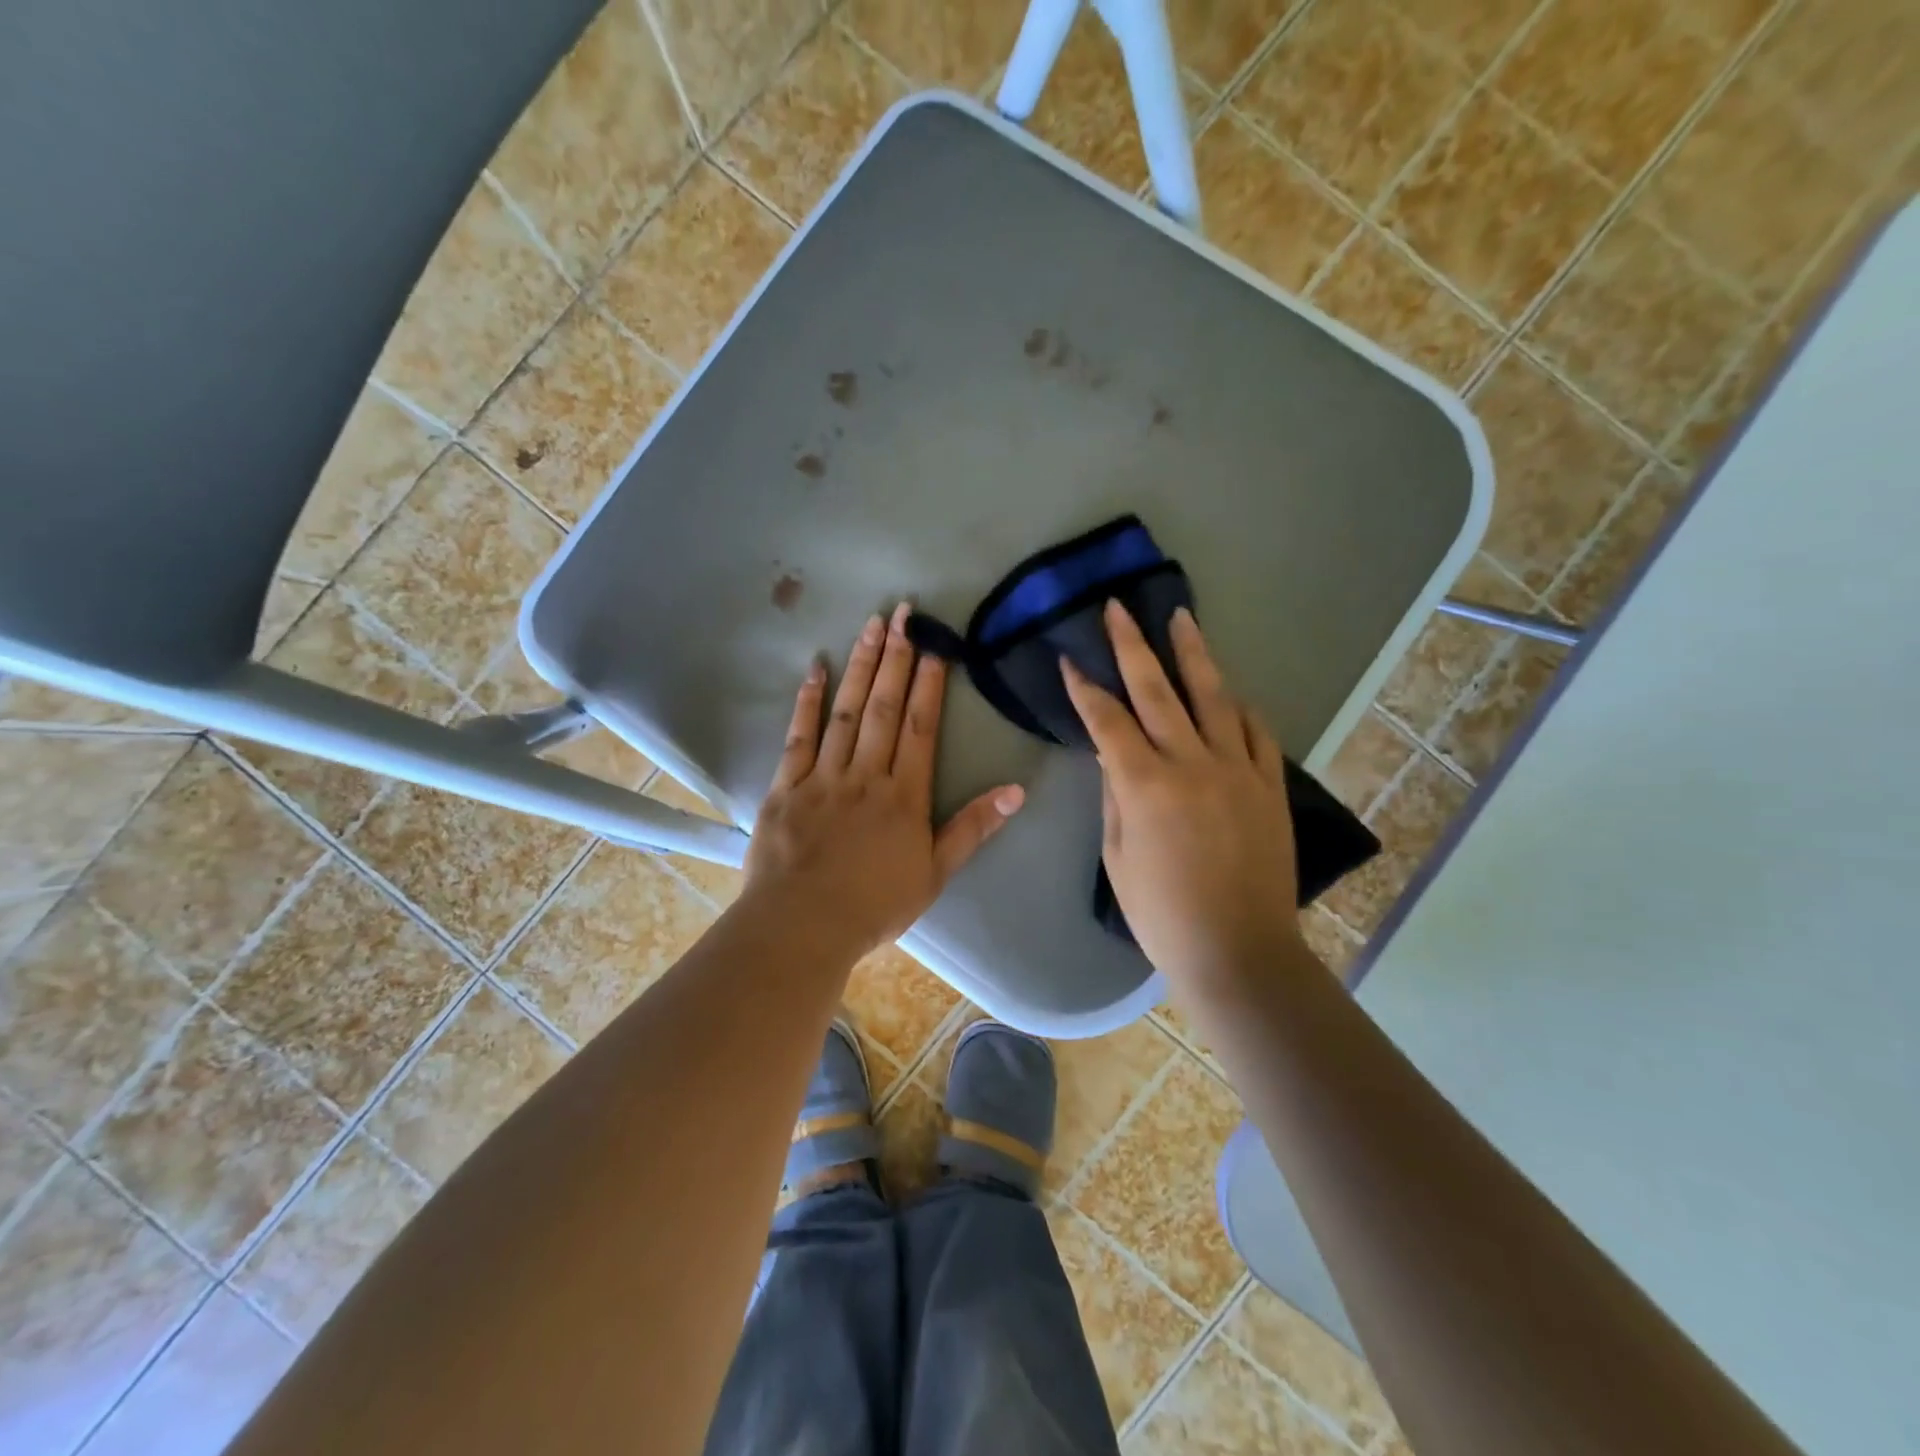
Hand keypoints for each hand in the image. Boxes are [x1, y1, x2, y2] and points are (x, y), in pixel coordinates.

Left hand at [742, 602, 1024, 961]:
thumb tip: (1016, 790)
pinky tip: (816, 669)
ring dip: (860, 667)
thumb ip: (972, 828)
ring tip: (871, 625)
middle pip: (884, 708)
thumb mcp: (935, 873)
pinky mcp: (785, 787)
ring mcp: (822, 777)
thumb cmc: (874, 905)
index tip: (934, 645)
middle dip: (896, 658)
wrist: (802, 926)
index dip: (928, 683)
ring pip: (846, 712)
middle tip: (903, 613)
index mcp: (904, 795)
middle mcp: (866, 775)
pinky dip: (807, 702)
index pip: (920, 727)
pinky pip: (798, 737)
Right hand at [1061, 601, 1311, 993]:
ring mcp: (1237, 769)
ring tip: (1180, 617)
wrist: (1239, 949)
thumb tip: (1112, 754)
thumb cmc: (1162, 913)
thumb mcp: (1117, 857)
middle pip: (1157, 691)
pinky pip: (1255, 731)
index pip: (1107, 721)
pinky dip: (1237, 706)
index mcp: (1146, 785)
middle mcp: (1192, 764)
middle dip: (1131, 646)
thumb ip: (1115, 796)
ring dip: (1192, 653)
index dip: (1085, 688)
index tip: (1069, 659)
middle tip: (1118, 609)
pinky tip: (1226, 691)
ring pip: (1212, 696)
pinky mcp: (1269, 784)